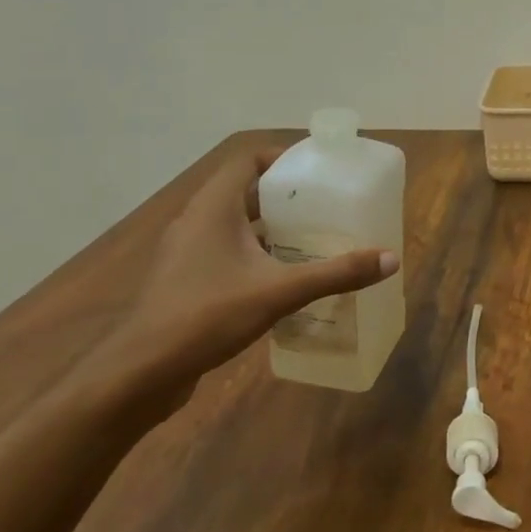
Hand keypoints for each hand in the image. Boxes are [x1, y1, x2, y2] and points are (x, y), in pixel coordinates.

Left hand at [90, 145, 398, 403]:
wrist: (140, 373)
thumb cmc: (207, 315)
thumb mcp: (279, 291)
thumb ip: (335, 274)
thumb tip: (390, 259)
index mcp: (213, 208)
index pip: (247, 160)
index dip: (282, 158)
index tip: (317, 170)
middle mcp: (196, 221)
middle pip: (244, 191)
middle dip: (284, 195)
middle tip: (324, 204)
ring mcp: (185, 253)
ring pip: (233, 224)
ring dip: (269, 226)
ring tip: (310, 237)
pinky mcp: (183, 281)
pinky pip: (225, 251)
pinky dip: (254, 253)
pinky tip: (281, 276)